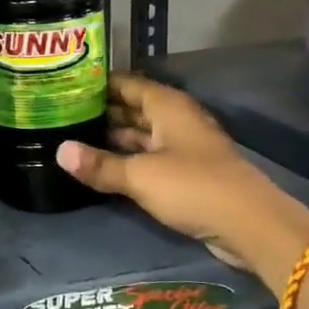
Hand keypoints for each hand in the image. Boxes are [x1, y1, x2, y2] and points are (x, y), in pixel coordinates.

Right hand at [55, 73, 271, 269]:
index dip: (96, 83)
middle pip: (131, 107)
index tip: (64, 85)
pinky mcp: (185, 173)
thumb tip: (59, 151)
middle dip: (99, 110)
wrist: (250, 225)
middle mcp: (174, 120)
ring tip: (71, 137)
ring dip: (110, 136)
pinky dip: (125, 158)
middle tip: (59, 113)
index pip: (126, 83)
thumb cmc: (193, 187)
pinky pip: (147, 157)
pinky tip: (99, 165)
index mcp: (167, 106)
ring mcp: (181, 147)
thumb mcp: (140, 176)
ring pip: (139, 134)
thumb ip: (100, 165)